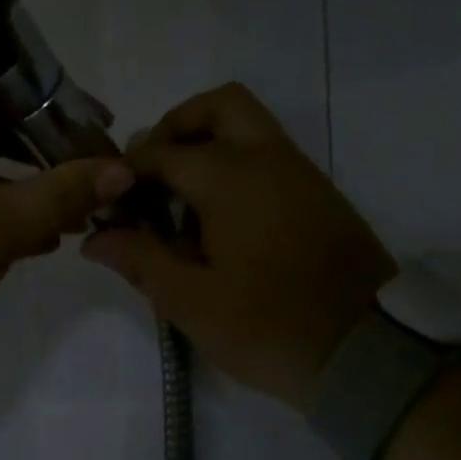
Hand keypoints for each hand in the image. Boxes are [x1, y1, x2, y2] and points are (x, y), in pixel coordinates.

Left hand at [0, 78, 136, 344]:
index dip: (71, 116)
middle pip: (0, 126)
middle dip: (47, 162)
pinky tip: (11, 242)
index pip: (24, 90)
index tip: (105, 146)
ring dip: (19, 190)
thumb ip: (63, 193)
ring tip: (58, 228)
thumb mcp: (2, 226)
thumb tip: (121, 169)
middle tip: (86, 195)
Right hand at [82, 83, 395, 410]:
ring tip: (178, 206)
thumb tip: (95, 237)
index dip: (126, 172)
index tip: (107, 201)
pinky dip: (236, 166)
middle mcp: (269, 159)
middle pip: (219, 107)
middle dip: (176, 128)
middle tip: (150, 175)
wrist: (365, 352)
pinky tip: (217, 223)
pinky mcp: (319, 197)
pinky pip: (269, 158)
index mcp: (231, 177)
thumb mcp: (190, 301)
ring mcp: (301, 175)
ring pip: (249, 128)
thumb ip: (140, 259)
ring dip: (207, 147)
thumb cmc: (267, 327)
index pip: (162, 152)